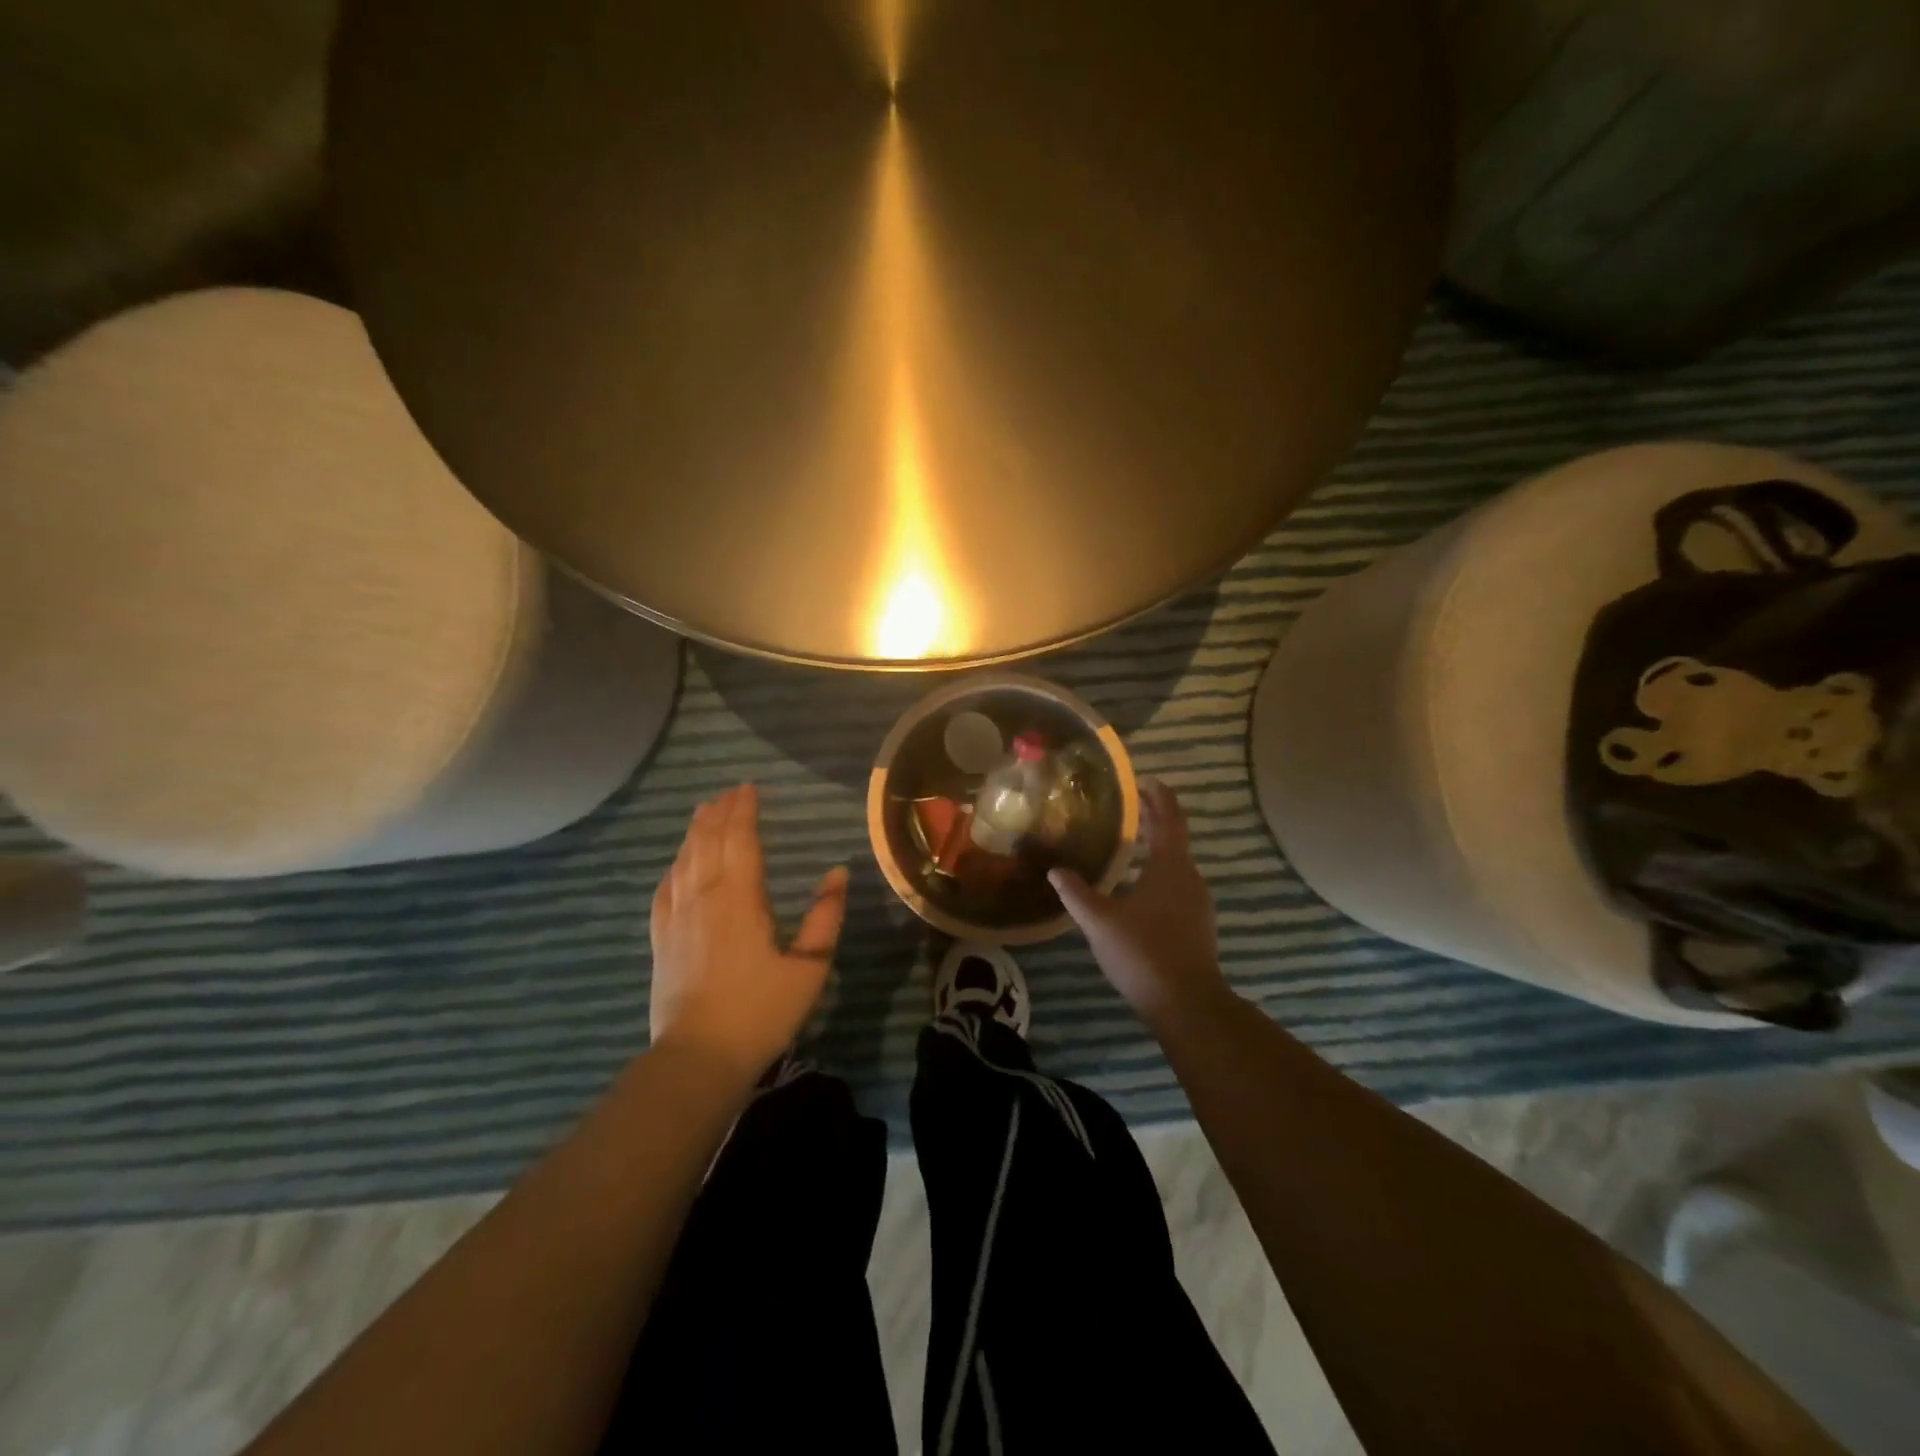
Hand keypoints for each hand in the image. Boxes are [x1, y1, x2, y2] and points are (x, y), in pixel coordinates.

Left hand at [649, 784, 848, 1081]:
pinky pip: (664, 890)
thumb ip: (826, 917)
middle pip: (707, 842)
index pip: (739, 839)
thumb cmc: (761, 1011)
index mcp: (740, 898)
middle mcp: (703, 898)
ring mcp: (677, 918)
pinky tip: (676, 864)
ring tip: (703, 813)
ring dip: (695, 833)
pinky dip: (672, 868)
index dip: (743, 810)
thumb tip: (839, 873)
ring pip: (683, 861)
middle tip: (729, 793)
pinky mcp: (661, 941)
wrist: (699, 1058)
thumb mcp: (809, 967)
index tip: (749, 788)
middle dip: (718, 813)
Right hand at [1050, 780, 1232, 1029]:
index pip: (1169, 818)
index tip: (1144, 782)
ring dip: (1156, 848)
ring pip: (1176, 863)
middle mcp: (1190, 878)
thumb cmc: (1144, 952)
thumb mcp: (1100, 921)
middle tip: (1130, 807)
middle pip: (1174, 838)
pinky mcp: (1197, 925)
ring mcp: (1198, 903)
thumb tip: (1056, 870)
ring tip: (1129, 844)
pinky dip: (1159, 872)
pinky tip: (1138, 886)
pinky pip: (1177, 885)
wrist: (1187, 1004)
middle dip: (1154, 819)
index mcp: (1171, 866)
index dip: (1159, 797)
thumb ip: (1076, 893)